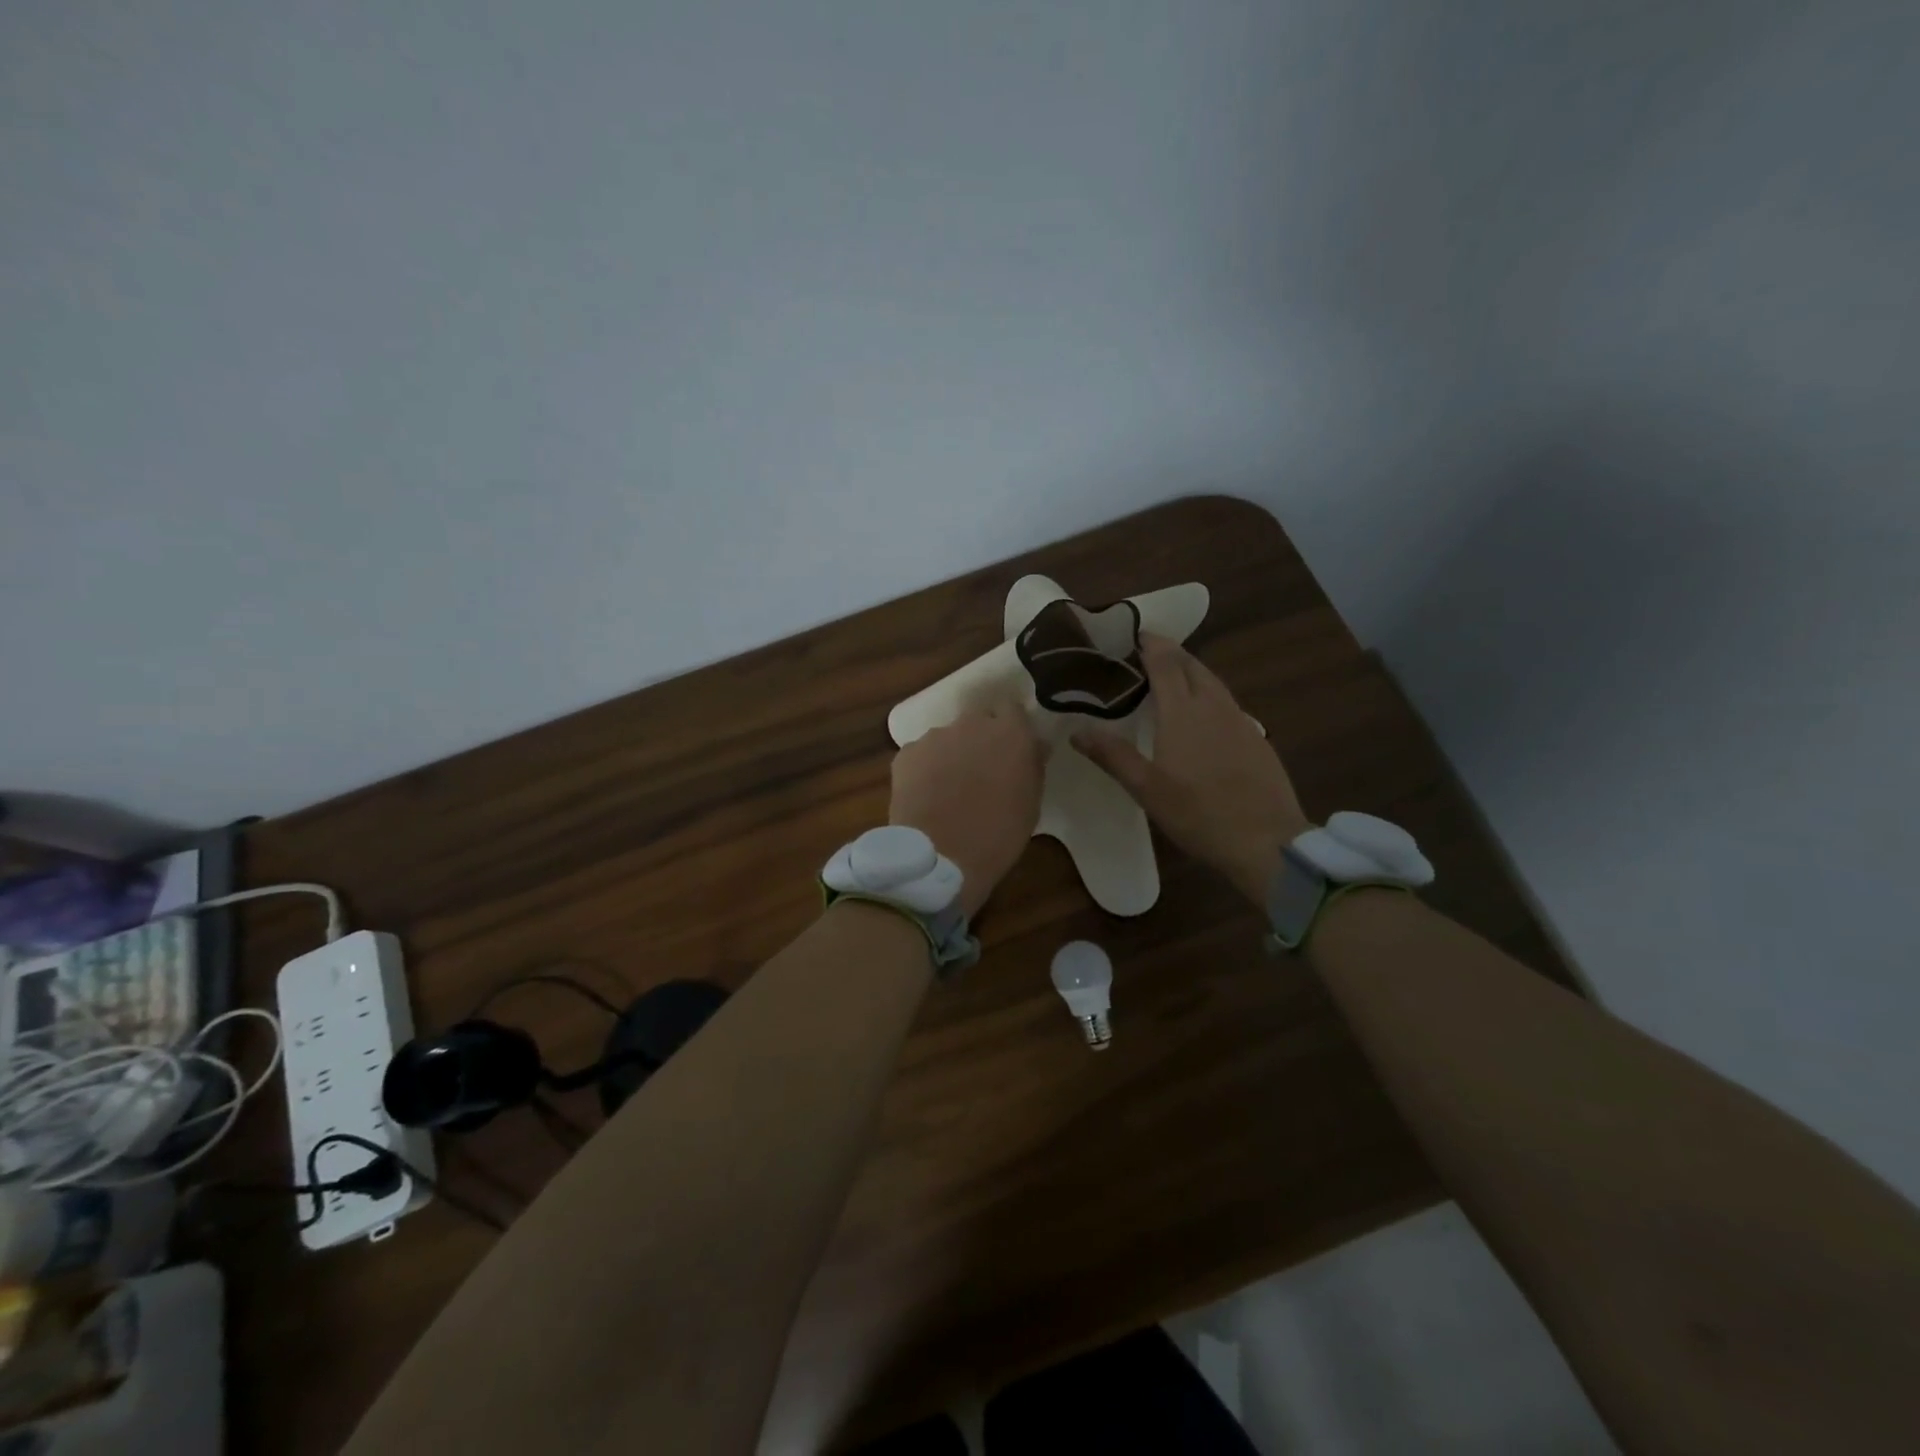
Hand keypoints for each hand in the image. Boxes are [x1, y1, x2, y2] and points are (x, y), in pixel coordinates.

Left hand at [890, 702, 1044, 916]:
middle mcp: (972, 723)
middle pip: (978, 720)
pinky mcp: (906, 753)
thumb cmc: (999, 834)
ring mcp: (935, 736)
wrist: (940, 856)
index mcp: (1010, 732)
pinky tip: (927, 796)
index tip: (1012, 748)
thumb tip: (1034, 745)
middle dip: (980, 739)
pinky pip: (922, 755)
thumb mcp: (1031, 802)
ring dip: (952, 754)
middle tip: (982, 770)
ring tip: (950, 788)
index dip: (1011, 727)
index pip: (1013, 709)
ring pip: (948, 737)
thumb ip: (1032, 765)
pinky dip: (925, 769)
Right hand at [1074, 633, 1309, 905]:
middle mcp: (1213, 705)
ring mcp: (1239, 720)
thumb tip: (1076, 731)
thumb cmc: (1198, 813)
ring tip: (1170, 677)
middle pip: (1192, 665)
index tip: (1133, 633)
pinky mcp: (1256, 737)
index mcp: (1182, 712)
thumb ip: (1112, 755)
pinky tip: (1202, 715)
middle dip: (1170, 652)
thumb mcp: (1146, 788)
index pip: (1165, 662)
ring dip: (1190, 671)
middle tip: (1145, 653)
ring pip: (1212, 682)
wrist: (1265, 840)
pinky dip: (1208, 694)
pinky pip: (1227, 702)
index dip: (1150, 644)